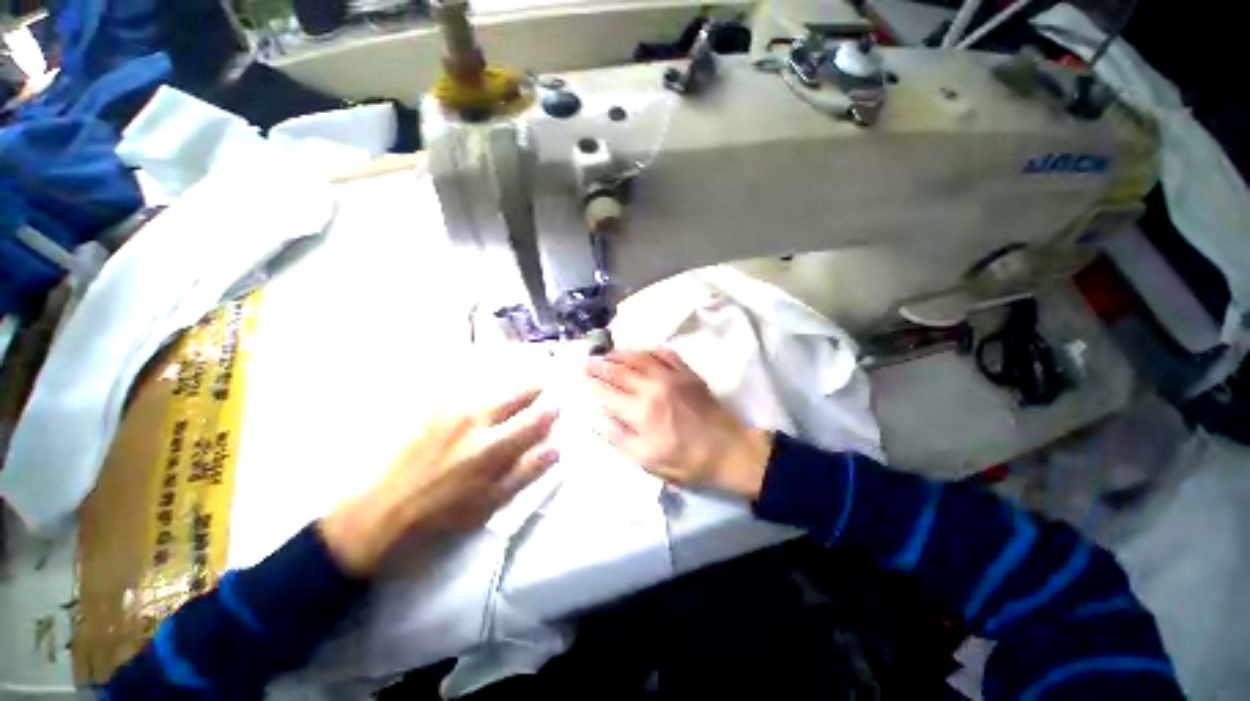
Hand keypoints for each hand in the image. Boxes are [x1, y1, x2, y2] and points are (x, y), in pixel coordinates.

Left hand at [320, 387, 558, 575]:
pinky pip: (465, 385)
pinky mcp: (435, 409)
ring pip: (495, 384)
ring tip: (518, 387)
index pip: (536, 419)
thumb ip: (527, 473)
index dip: (552, 410)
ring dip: (512, 384)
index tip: (559, 406)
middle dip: (535, 388)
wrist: (383, 511)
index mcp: (493, 446)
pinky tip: (485, 387)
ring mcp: (454, 410)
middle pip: (518, 392)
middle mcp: (477, 419)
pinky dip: (481, 382)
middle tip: (543, 389)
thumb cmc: (444, 514)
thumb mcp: (492, 503)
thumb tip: (556, 448)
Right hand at [586, 349, 771, 499]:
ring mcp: (672, 375)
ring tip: (607, 352)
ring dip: (620, 353)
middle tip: (585, 359)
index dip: (590, 382)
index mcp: (641, 410)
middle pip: (619, 370)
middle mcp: (653, 386)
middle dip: (599, 364)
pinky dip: (649, 350)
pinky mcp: (687, 372)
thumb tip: (596, 418)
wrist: (728, 450)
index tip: (577, 375)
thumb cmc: (686, 460)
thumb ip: (618, 438)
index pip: (607, 391)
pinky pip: (665, 353)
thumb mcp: (647, 460)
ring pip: (639, 357)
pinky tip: (642, 351)